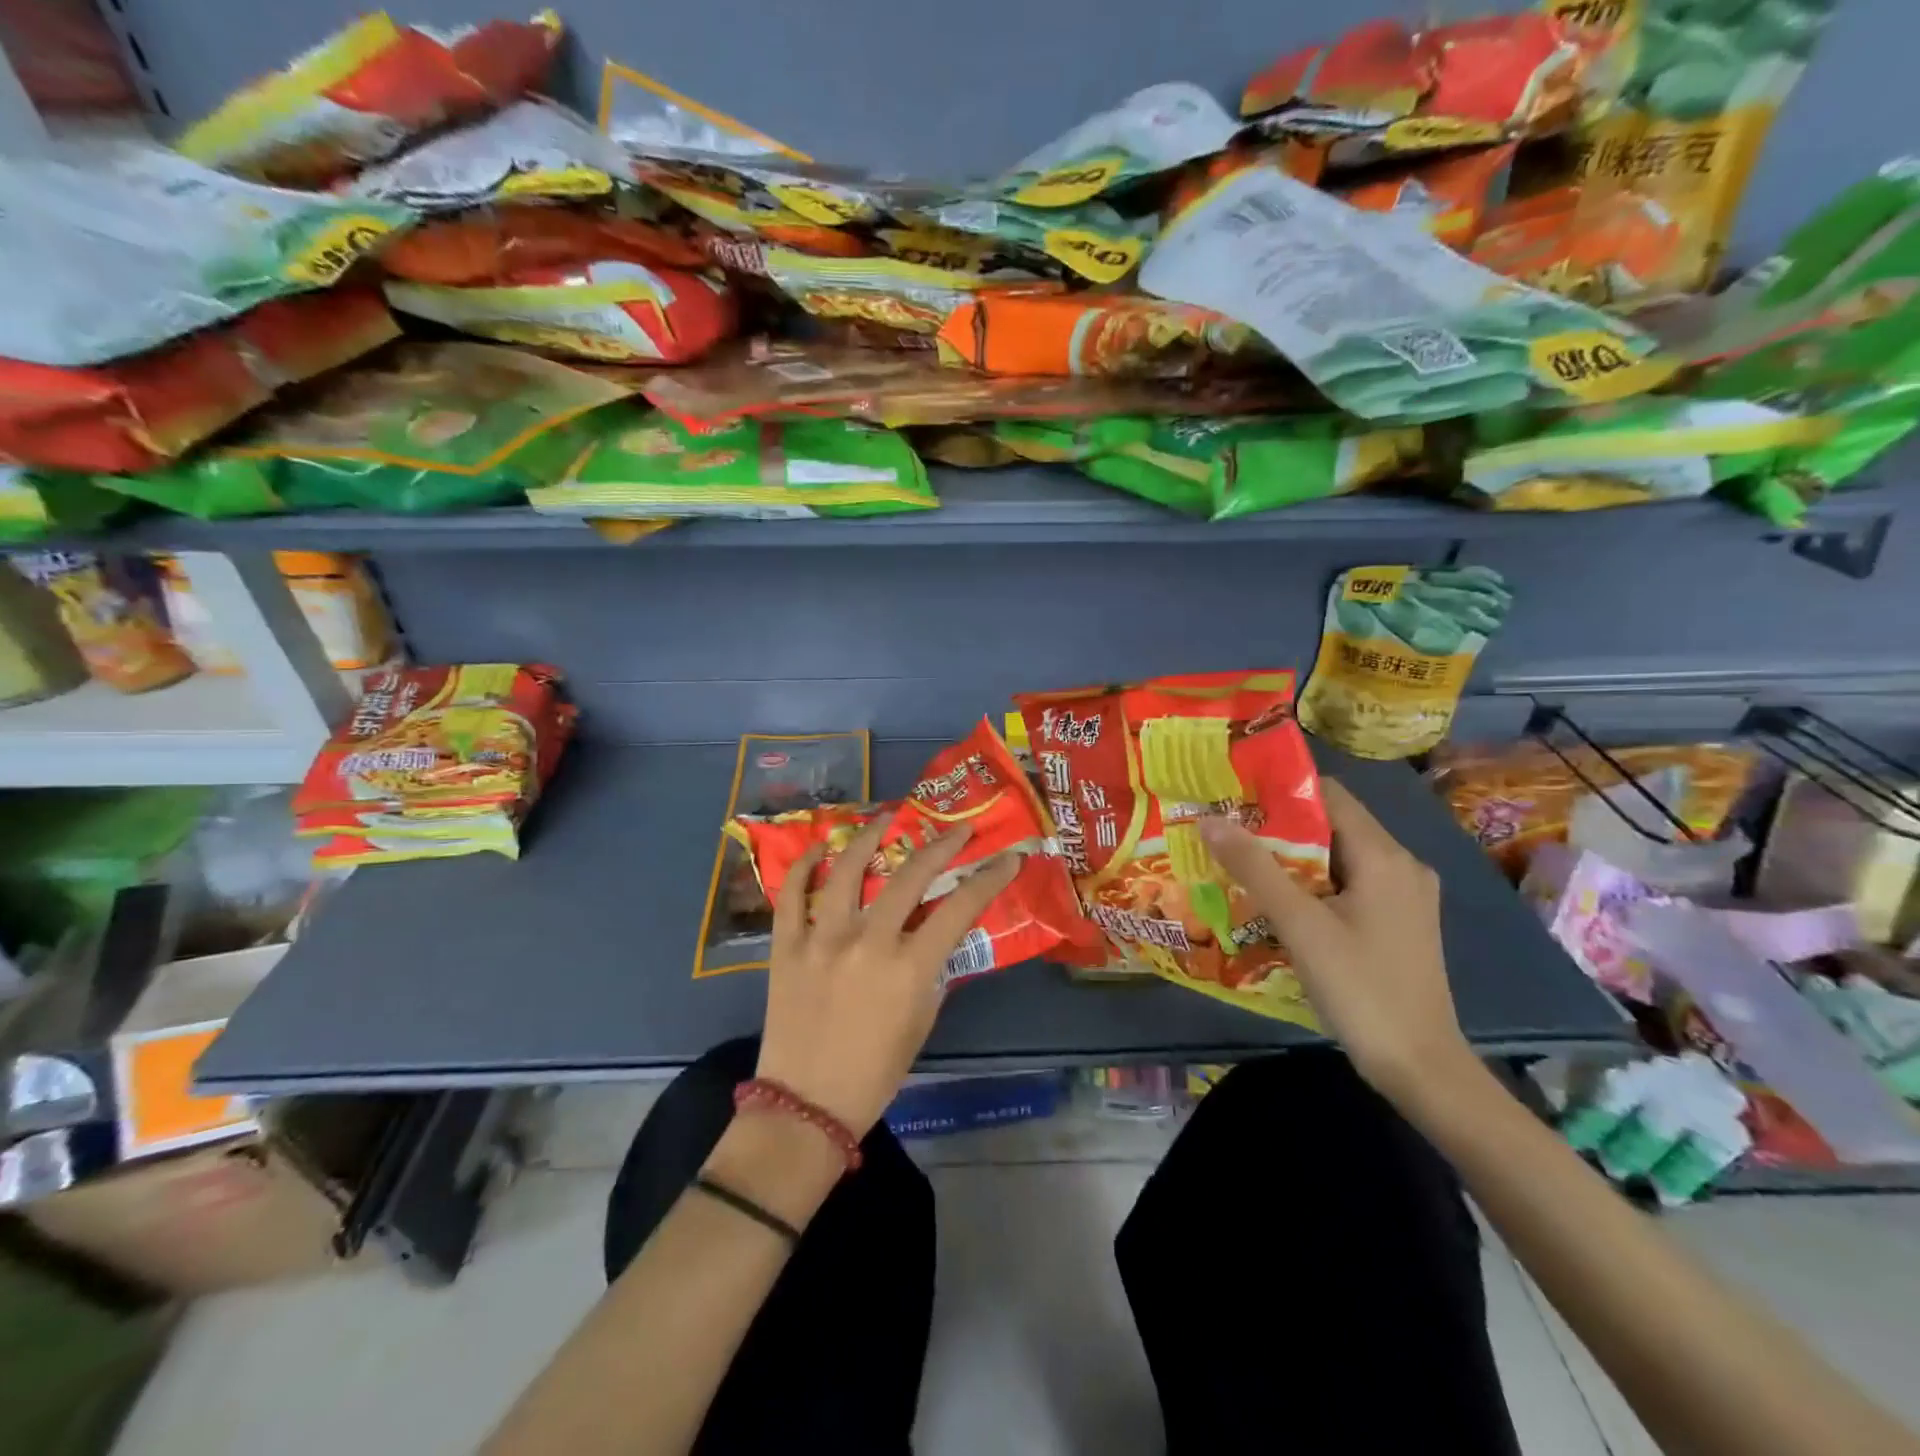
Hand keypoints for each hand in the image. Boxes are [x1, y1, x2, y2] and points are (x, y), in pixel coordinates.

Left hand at [755, 821, 1019, 1136]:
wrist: (806, 1105)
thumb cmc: (874, 1073)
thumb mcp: (921, 1022)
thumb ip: (931, 973)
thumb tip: (936, 936)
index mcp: (908, 968)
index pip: (959, 908)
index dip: (989, 879)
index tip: (1007, 858)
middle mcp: (868, 942)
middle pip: (910, 876)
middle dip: (941, 846)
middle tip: (957, 831)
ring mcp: (822, 939)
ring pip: (847, 870)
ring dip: (870, 836)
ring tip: (886, 818)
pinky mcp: (787, 946)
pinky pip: (792, 895)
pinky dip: (805, 867)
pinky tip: (819, 848)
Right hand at [1200, 779, 1474, 1103]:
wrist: (1420, 1067)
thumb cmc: (1360, 988)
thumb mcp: (1300, 925)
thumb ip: (1255, 868)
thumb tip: (1209, 820)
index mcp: (1384, 856)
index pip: (1329, 795)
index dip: (1280, 790)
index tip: (1234, 797)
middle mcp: (1401, 866)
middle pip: (1333, 825)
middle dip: (1279, 827)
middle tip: (1227, 832)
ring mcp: (1404, 897)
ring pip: (1338, 857)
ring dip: (1293, 858)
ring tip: (1241, 863)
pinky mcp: (1398, 923)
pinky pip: (1349, 885)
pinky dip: (1313, 884)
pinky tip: (1278, 902)